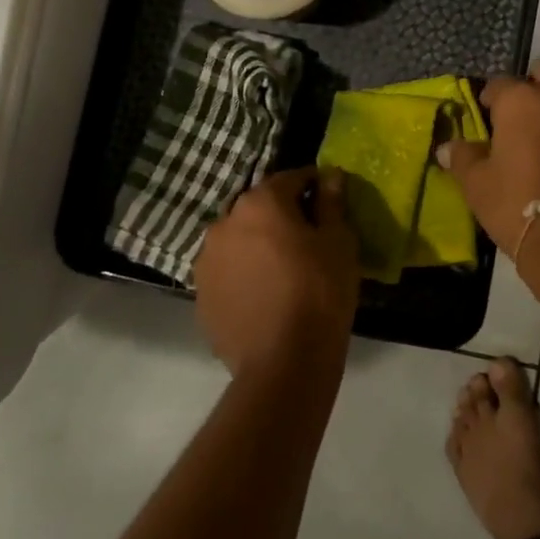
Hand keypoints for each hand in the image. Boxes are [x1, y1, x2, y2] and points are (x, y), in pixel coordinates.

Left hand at [194, 168, 359, 379]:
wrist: (283, 363)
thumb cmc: (319, 291)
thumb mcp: (338, 241)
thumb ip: (331, 202)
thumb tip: (330, 175)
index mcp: (260, 203)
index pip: (291, 178)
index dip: (314, 186)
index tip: (330, 201)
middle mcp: (225, 223)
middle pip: (260, 207)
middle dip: (283, 214)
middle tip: (309, 236)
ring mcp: (207, 261)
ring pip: (240, 238)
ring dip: (259, 242)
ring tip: (285, 267)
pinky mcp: (201, 295)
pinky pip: (228, 270)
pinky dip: (245, 272)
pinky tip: (266, 292)